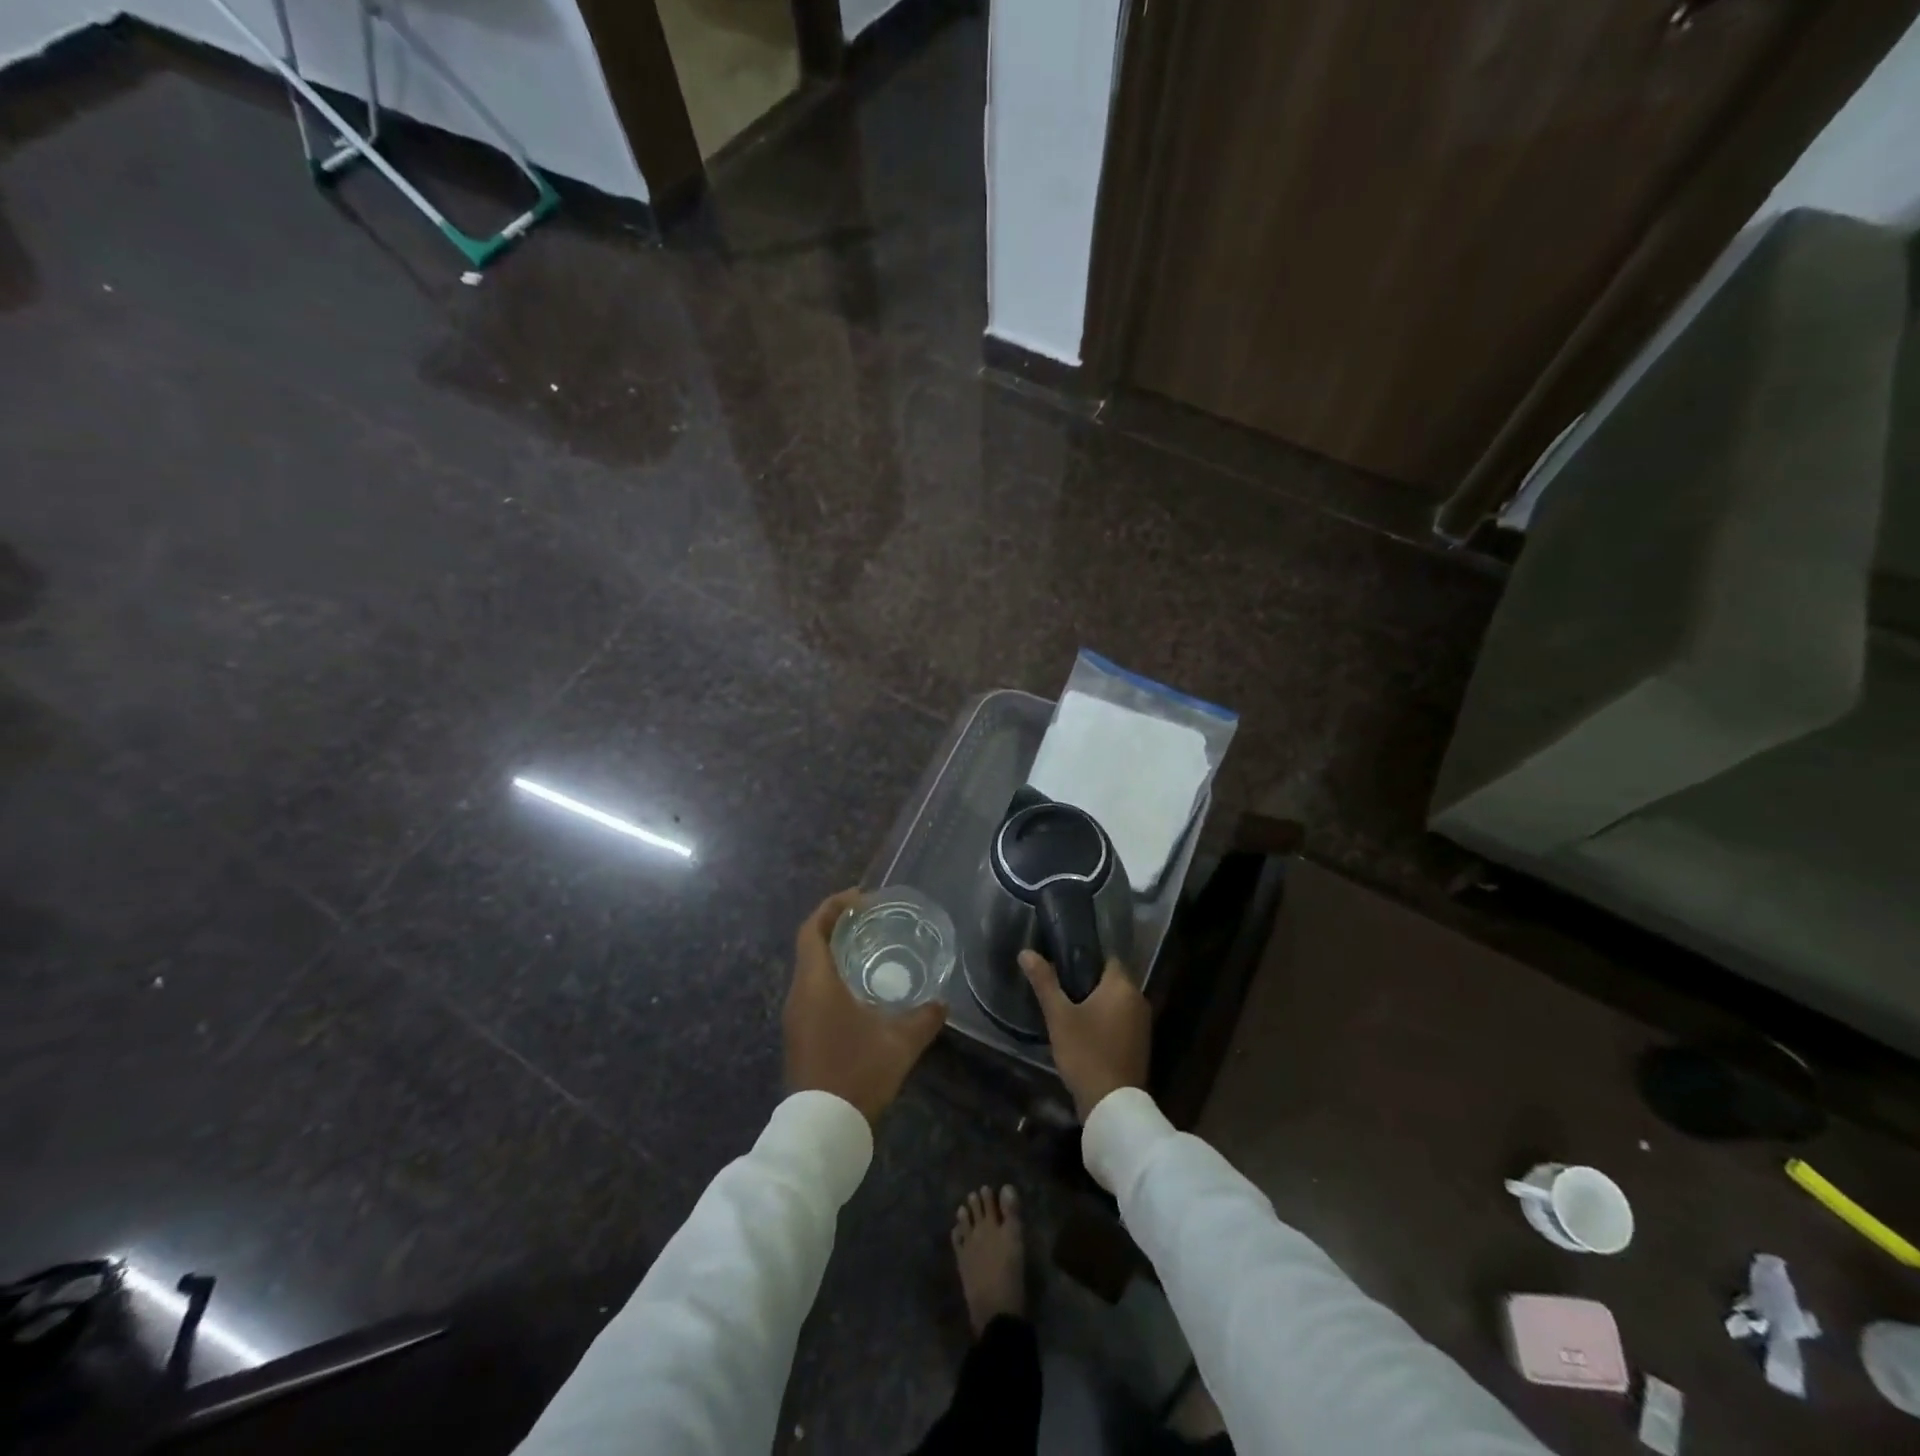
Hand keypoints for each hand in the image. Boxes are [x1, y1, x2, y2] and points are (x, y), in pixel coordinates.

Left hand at [784, 890, 946, 1124]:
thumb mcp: (900, 1043)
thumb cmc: (857, 1073)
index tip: (859, 898)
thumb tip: (942, 1003)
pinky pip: (811, 990)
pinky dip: (830, 976)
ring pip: (809, 969)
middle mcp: (799, 994)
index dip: (832, 907)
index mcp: (816, 984)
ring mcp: (795, 1016)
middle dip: (834, 925)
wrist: (821, 1130)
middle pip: (809, 945)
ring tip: (866, 948)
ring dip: (832, 952)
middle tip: (868, 918)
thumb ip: (924, 1018)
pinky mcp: (798, 1035)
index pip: (813, 930)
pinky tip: (857, 989)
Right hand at [1019, 950, 1151, 1121]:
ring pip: (1116, 1001)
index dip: (1084, 958)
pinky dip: (1106, 1020)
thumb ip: (1044, 982)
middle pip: (1110, 980)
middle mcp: (1138, 999)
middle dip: (1087, 982)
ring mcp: (1143, 1023)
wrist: (1112, 1105)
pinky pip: (1121, 1020)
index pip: (1106, 958)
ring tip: (1068, 1009)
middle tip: (1059, 989)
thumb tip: (1026, 952)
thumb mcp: (1059, 1016)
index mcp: (1122, 986)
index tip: (1061, 964)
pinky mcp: (1141, 1043)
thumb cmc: (1086, 1053)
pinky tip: (1085, 1031)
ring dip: (1096, 1003)